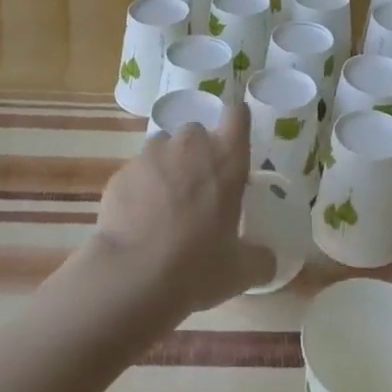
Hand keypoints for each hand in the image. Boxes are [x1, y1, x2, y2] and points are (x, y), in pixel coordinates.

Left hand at [91, 106, 272, 323]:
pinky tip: (137, 220)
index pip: (237, 114)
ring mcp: (152, 154)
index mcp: (226, 158)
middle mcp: (190, 145)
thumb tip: (268, 259)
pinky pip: (135, 172)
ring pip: (162, 147)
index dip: (235, 120)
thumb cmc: (197, 265)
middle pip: (196, 131)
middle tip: (197, 187)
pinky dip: (139, 188)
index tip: (233, 137)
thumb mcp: (240, 270)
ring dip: (166, 165)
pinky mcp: (122, 172)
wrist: (133, 276)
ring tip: (163, 203)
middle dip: (197, 151)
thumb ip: (259, 258)